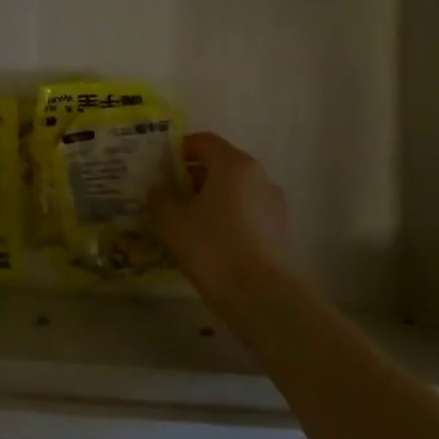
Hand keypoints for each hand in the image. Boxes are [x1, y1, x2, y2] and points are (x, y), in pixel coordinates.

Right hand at [148, 132, 289, 294]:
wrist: (263, 298)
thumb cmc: (213, 247)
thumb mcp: (171, 220)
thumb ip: (159, 198)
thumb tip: (158, 190)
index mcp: (234, 164)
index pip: (203, 141)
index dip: (178, 150)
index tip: (159, 168)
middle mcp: (259, 177)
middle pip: (220, 166)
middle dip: (192, 178)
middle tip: (167, 198)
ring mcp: (273, 206)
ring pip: (233, 193)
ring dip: (209, 201)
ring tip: (185, 225)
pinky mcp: (279, 233)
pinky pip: (245, 216)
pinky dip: (226, 221)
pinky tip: (208, 245)